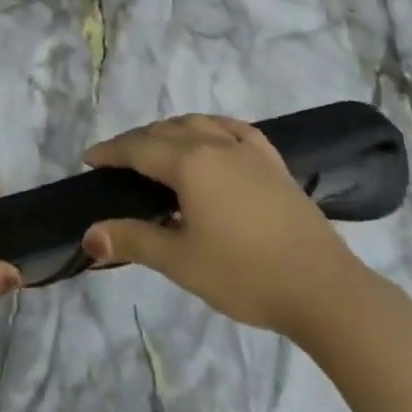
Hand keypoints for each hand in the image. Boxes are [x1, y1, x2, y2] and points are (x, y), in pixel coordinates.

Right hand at [81, 114, 359, 334]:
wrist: (322, 287)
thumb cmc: (244, 274)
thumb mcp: (180, 261)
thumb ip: (133, 241)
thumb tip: (89, 236)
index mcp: (189, 162)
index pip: (138, 148)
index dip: (110, 151)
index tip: (89, 159)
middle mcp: (215, 143)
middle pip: (165, 131)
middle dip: (136, 141)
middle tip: (117, 161)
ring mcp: (248, 150)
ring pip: (199, 124)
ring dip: (171, 131)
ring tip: (158, 149)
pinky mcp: (273, 162)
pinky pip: (234, 130)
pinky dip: (212, 128)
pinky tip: (212, 138)